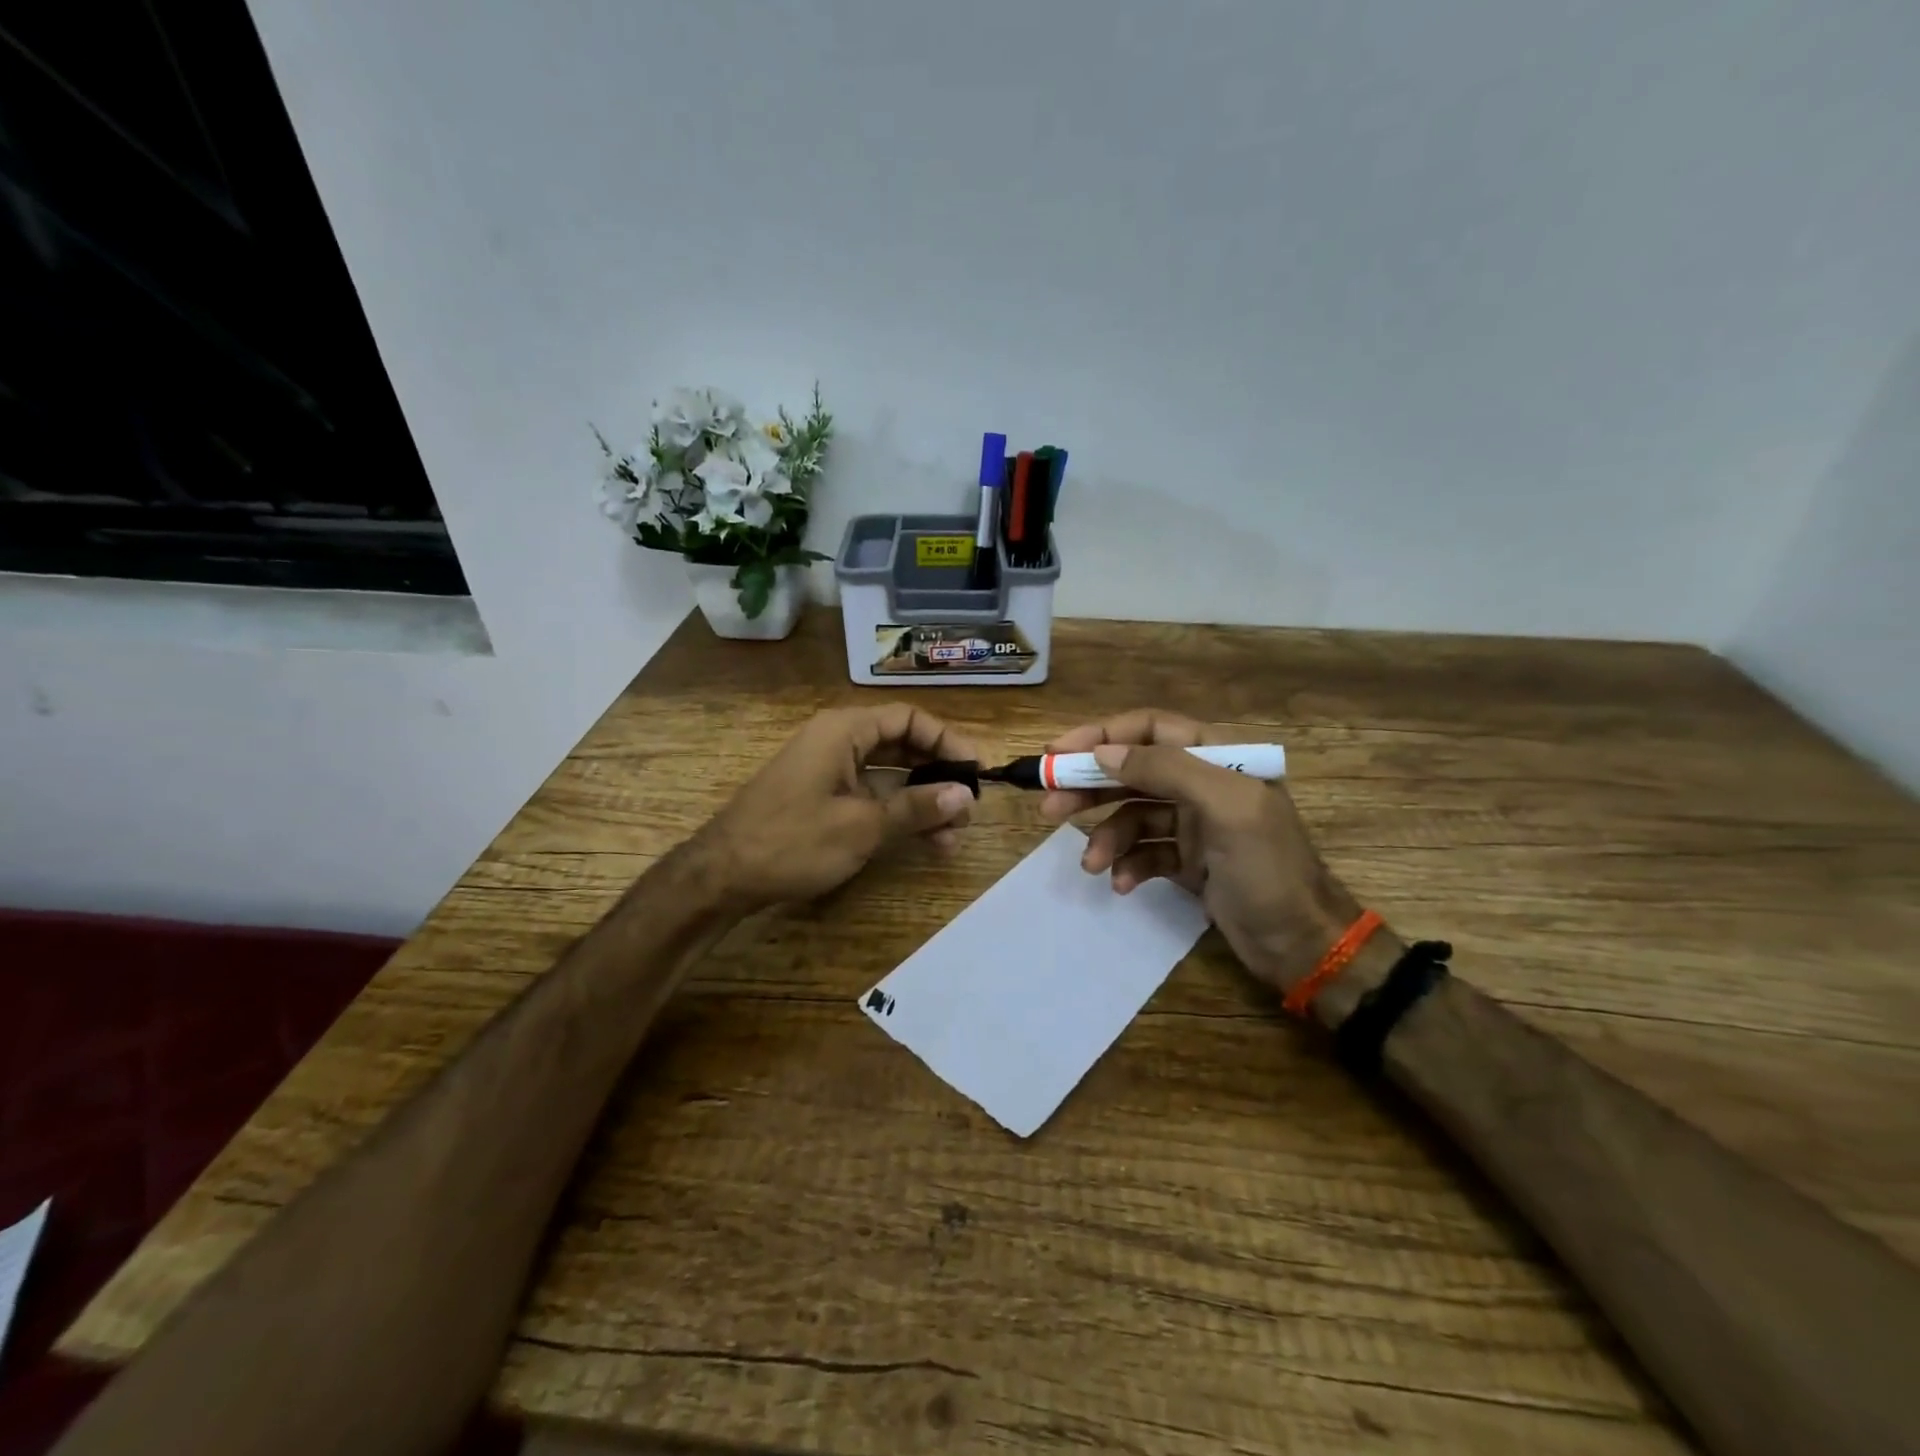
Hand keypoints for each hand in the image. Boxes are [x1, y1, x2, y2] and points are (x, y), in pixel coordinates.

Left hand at [693, 704, 977, 909]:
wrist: (722, 876)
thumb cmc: (792, 841)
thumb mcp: (862, 826)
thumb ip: (916, 807)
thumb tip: (966, 794)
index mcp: (844, 731)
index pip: (909, 719)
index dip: (947, 740)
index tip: (977, 770)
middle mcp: (838, 742)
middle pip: (902, 746)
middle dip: (938, 776)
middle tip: (968, 809)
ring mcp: (829, 771)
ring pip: (889, 775)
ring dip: (922, 801)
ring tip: (952, 835)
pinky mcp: (823, 798)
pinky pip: (871, 795)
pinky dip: (897, 813)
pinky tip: (923, 840)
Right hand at [1040, 709, 1361, 995]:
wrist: (1303, 946)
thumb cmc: (1268, 869)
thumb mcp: (1224, 807)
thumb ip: (1166, 769)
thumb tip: (1103, 753)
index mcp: (1219, 756)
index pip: (1149, 728)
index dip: (1101, 736)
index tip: (1058, 754)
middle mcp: (1203, 783)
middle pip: (1132, 771)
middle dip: (1089, 787)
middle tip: (1048, 806)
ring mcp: (1194, 824)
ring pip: (1132, 815)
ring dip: (1106, 837)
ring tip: (1090, 865)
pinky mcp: (1187, 861)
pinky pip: (1144, 852)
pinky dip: (1128, 865)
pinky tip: (1122, 884)